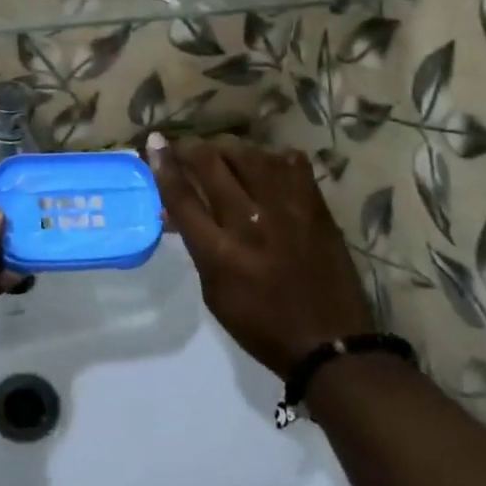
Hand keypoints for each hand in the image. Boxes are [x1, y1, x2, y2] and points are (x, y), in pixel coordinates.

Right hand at [147, 135, 374, 377]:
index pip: (182, 197)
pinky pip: (290, 162)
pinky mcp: (316, 206)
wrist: (331, 343)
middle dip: (190, 148)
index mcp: (220, 254)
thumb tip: (176, 211)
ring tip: (222, 154)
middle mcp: (250, 223)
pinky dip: (272, 158)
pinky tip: (265, 165)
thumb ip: (197, 247)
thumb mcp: (215, 294)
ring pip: (250, 155)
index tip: (155, 143)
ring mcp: (287, 210)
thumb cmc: (263, 326)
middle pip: (212, 165)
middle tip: (184, 147)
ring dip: (228, 149)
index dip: (164, 165)